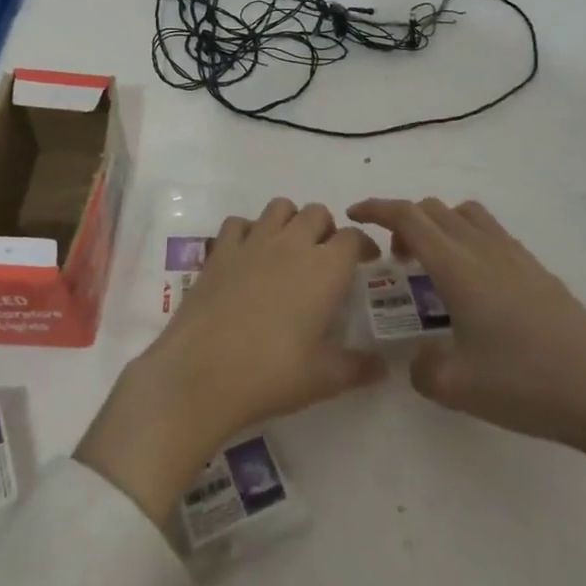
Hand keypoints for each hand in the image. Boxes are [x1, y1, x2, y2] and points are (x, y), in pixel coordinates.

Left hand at [76, 199, 385, 524]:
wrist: (202, 371)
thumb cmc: (272, 373)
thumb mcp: (324, 378)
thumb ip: (357, 368)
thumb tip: (382, 367)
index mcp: (325, 269)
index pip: (353, 237)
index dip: (362, 245)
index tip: (365, 261)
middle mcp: (292, 244)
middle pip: (317, 213)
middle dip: (326, 228)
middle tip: (325, 257)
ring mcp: (253, 242)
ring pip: (279, 207)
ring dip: (290, 220)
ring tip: (289, 249)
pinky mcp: (221, 250)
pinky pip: (239, 222)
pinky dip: (249, 230)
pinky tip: (248, 255)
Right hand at [347, 197, 585, 552]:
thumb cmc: (526, 384)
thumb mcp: (457, 388)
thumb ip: (422, 370)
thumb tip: (418, 360)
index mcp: (458, 267)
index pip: (408, 217)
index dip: (376, 207)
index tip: (353, 213)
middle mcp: (484, 249)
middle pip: (434, 209)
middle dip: (404, 223)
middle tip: (397, 262)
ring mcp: (515, 256)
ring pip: (465, 214)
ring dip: (439, 226)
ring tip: (435, 268)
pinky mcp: (538, 270)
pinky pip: (490, 233)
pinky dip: (467, 240)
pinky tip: (475, 287)